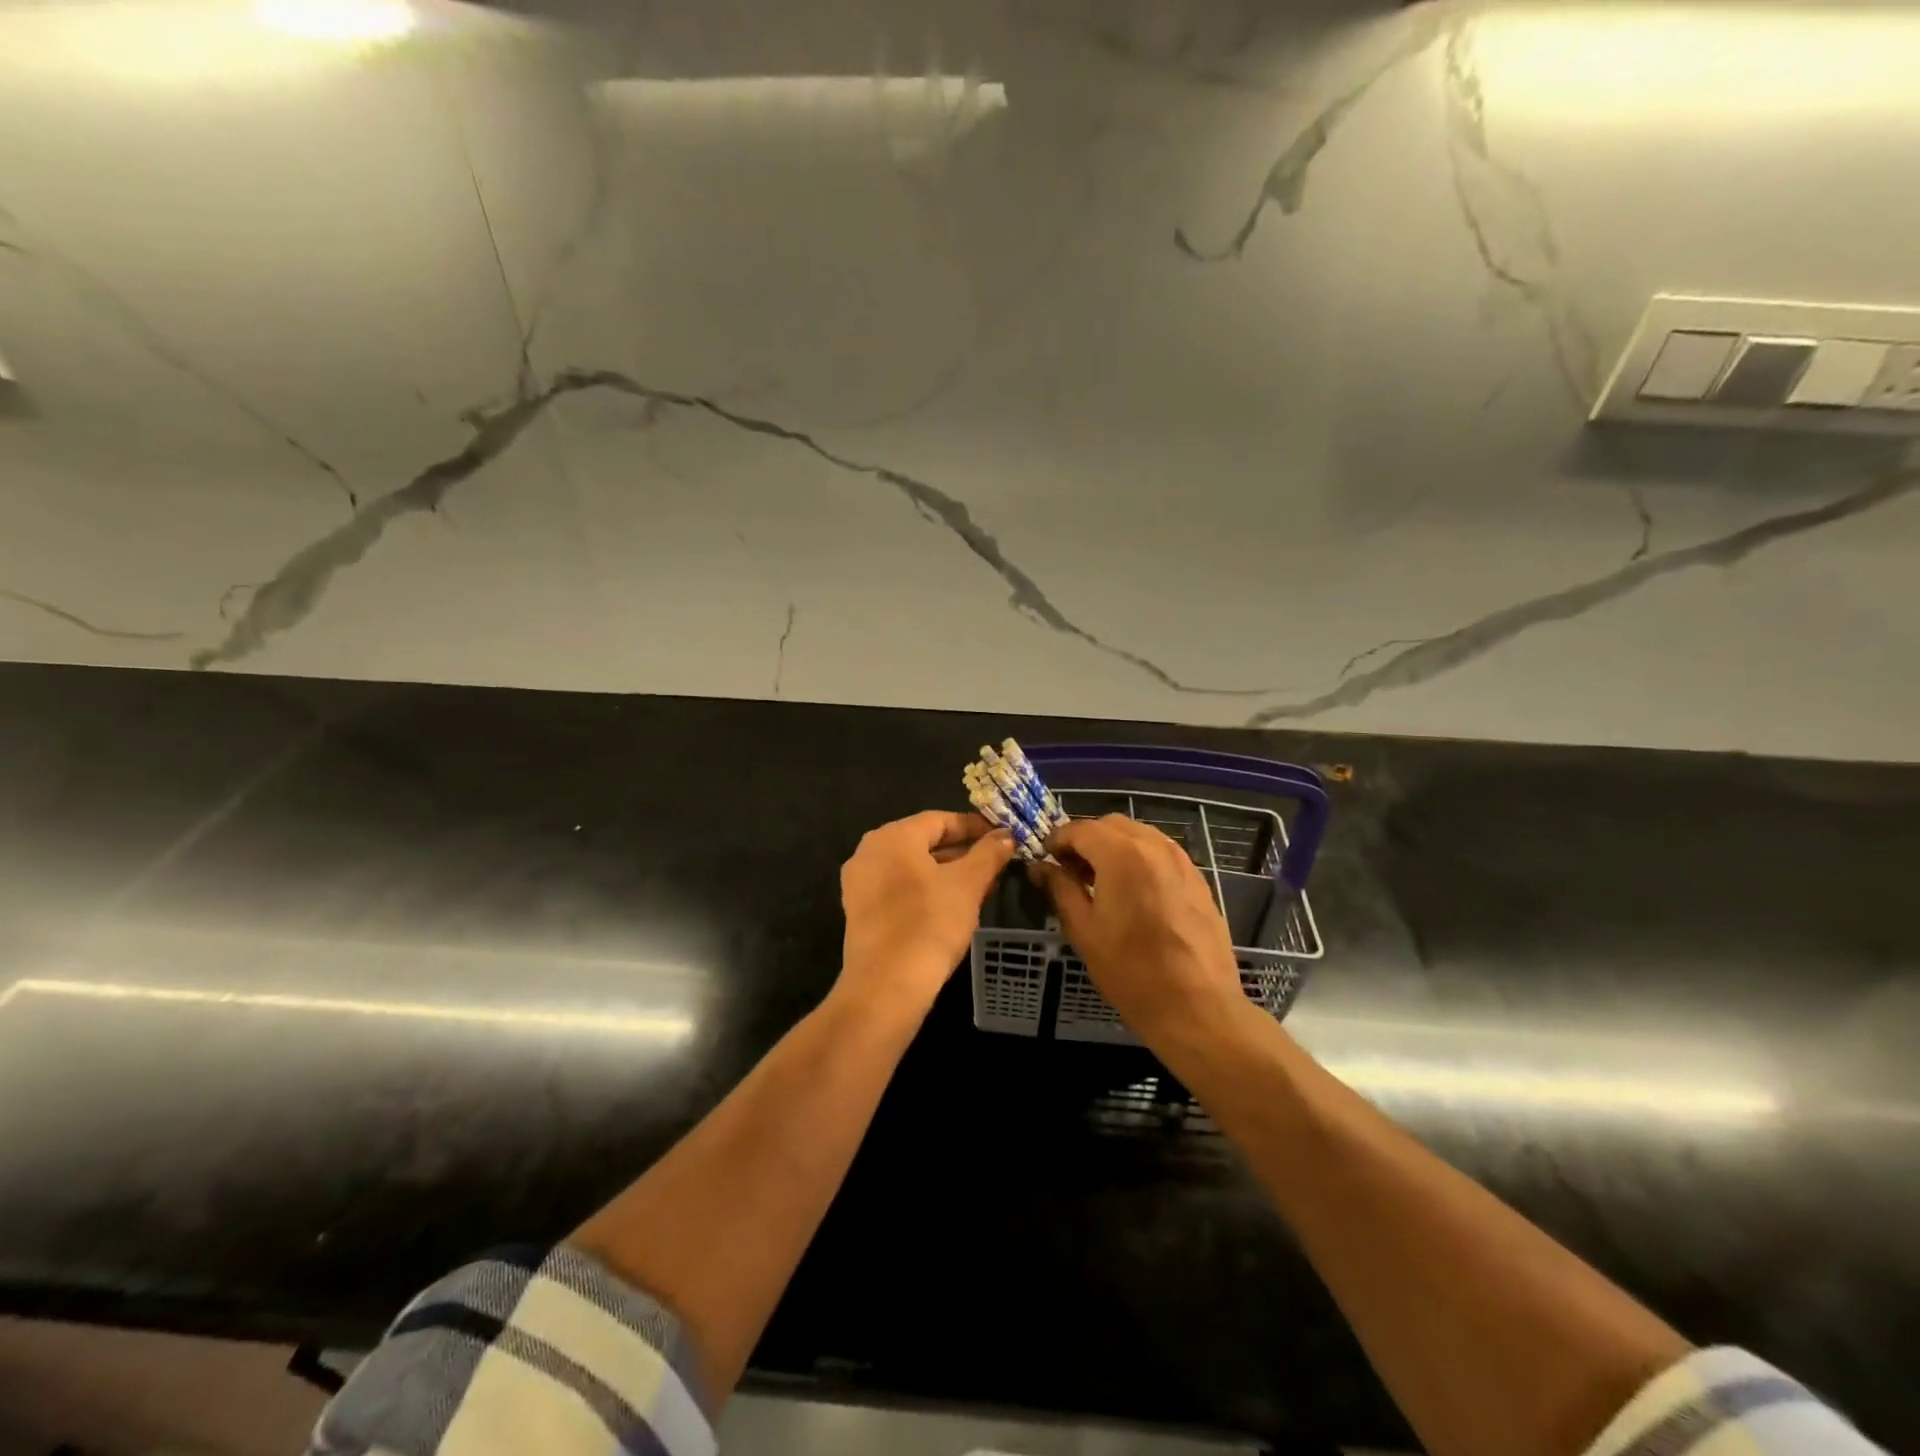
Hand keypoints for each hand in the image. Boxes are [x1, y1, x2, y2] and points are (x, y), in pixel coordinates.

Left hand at [838, 811, 1015, 1015]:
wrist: (886, 985)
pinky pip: (898, 888)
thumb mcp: (968, 884)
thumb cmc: (929, 924)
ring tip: (980, 886)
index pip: (940, 820)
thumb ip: (988, 854)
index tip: (1001, 837)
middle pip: (923, 841)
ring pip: (912, 867)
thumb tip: (1006, 836)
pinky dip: (925, 890)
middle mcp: (869, 851)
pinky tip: (952, 906)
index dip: (974, 827)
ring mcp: (860, 882)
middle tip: (995, 863)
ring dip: (946, 872)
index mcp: (893, 836)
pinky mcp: (859, 911)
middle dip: (962, 851)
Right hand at [1033, 815, 1246, 1039]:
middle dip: (1087, 840)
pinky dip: (1140, 858)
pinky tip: (1133, 891)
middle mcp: (1155, 846)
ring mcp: (1182, 861)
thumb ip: (1060, 889)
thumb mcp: (1083, 930)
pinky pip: (1161, 853)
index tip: (1046, 860)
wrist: (1197, 1008)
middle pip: (1111, 825)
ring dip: (1114, 847)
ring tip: (1101, 881)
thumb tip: (1041, 867)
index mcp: (1122, 854)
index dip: (1058, 840)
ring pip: (1139, 835)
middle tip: (1071, 871)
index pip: (1080, 829)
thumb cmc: (1131, 971)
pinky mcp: (1198, 879)